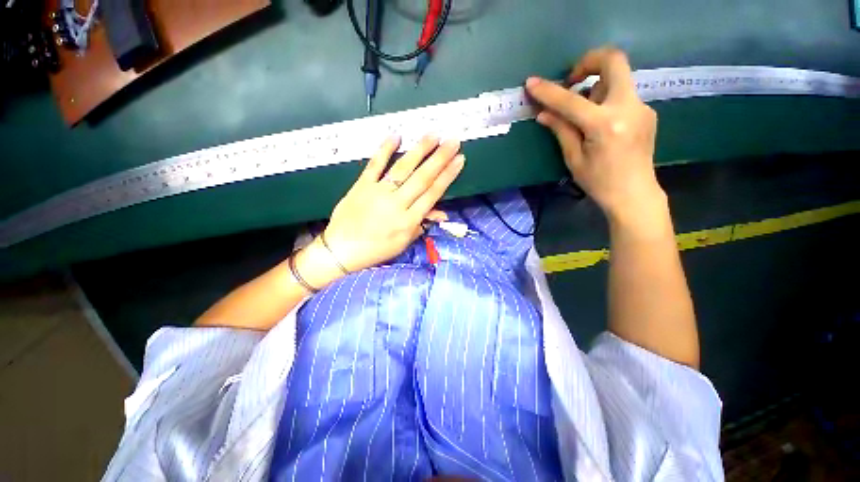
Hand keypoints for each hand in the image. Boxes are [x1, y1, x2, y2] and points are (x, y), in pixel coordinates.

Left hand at [295, 135, 463, 287]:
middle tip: (453, 141)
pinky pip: (374, 165)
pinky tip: (396, 136)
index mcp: (408, 221)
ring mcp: (378, 192)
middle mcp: (396, 204)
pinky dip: (384, 150)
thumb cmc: (376, 249)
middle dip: (440, 158)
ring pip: (402, 168)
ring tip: (434, 135)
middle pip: (422, 178)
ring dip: (419, 151)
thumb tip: (441, 213)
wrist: (341, 250)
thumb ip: (421, 225)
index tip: (459, 160)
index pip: (432, 194)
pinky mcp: (361, 185)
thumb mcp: (403, 243)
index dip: (447, 176)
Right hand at [525, 47, 664, 220]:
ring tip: (582, 112)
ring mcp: (641, 107)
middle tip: (572, 79)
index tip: (532, 83)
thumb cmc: (599, 182)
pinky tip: (598, 122)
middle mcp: (628, 107)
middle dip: (588, 61)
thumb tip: (543, 113)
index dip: (548, 91)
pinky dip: (605, 99)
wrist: (634, 194)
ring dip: (596, 85)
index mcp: (605, 125)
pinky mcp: (646, 111)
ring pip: (618, 78)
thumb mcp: (574, 159)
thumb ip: (561, 130)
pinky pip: (622, 94)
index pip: (571, 101)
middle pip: (614, 60)